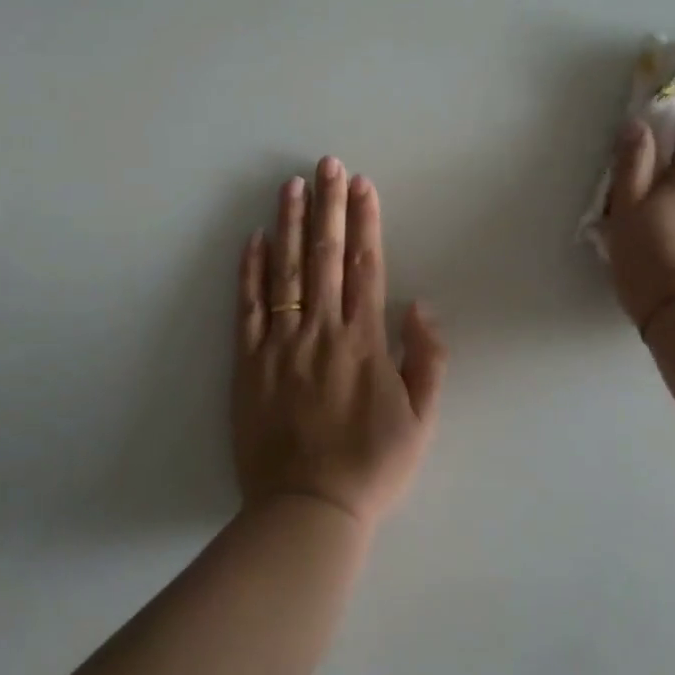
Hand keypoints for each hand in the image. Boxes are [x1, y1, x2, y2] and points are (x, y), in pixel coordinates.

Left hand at [233, 158, 446, 529]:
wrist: (308, 509)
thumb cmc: (373, 466)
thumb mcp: (422, 419)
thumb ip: (426, 359)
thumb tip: (419, 304)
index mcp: (365, 342)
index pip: (365, 266)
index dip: (364, 222)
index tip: (362, 185)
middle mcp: (322, 332)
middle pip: (324, 257)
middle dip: (328, 206)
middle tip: (327, 164)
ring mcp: (281, 346)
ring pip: (285, 272)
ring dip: (289, 224)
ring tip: (291, 185)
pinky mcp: (248, 364)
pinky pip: (248, 308)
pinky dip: (250, 271)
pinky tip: (253, 238)